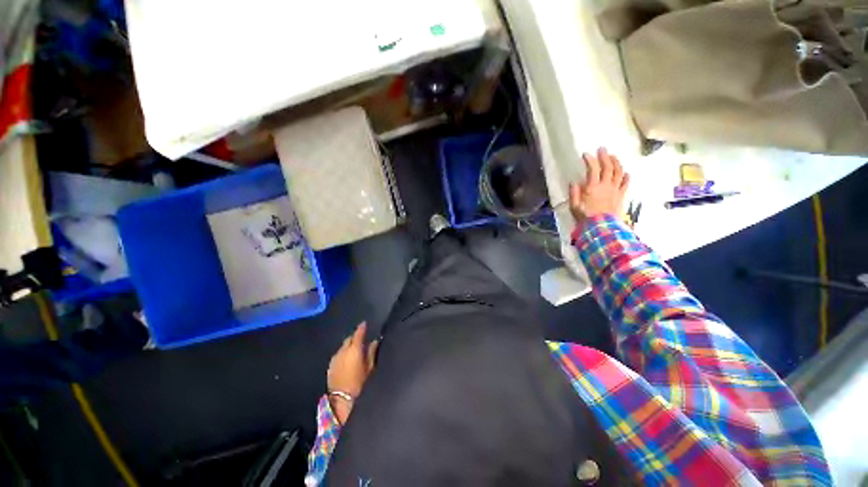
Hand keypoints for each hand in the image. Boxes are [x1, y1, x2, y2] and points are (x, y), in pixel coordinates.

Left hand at [327, 323, 377, 423]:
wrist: (342, 401)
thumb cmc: (360, 383)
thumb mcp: (370, 367)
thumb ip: (372, 352)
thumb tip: (375, 341)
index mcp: (354, 349)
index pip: (358, 333)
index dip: (362, 327)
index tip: (365, 323)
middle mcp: (342, 351)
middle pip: (349, 339)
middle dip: (355, 337)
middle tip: (362, 339)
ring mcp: (335, 359)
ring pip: (343, 347)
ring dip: (349, 346)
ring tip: (356, 350)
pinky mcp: (330, 366)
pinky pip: (338, 354)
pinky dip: (343, 353)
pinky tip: (347, 360)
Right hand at [569, 147, 629, 226]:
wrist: (602, 227)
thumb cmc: (586, 217)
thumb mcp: (574, 206)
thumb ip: (574, 193)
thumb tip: (574, 183)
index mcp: (593, 187)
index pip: (593, 169)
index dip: (590, 160)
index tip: (586, 154)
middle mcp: (606, 185)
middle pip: (608, 167)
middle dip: (604, 156)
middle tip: (602, 149)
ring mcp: (616, 189)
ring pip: (619, 171)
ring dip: (616, 162)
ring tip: (613, 156)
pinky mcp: (622, 195)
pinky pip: (626, 183)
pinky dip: (626, 176)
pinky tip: (625, 172)